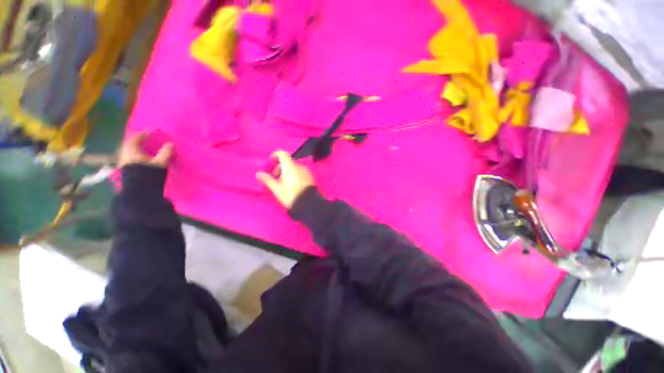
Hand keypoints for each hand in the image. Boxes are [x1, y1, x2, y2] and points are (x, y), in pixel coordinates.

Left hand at [118, 133, 173, 168]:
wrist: (138, 189)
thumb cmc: (147, 173)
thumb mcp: (159, 162)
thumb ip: (165, 152)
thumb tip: (170, 144)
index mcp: (131, 148)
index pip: (137, 137)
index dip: (145, 133)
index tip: (152, 131)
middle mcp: (125, 153)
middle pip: (132, 144)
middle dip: (140, 142)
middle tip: (149, 140)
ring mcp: (123, 161)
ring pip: (131, 152)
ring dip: (138, 150)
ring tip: (147, 150)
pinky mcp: (125, 169)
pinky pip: (131, 158)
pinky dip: (137, 156)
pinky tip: (143, 159)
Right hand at [257, 151, 314, 208]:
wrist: (308, 203)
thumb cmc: (290, 194)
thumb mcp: (277, 189)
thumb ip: (267, 180)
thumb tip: (258, 173)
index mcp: (290, 166)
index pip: (282, 153)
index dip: (275, 155)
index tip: (271, 161)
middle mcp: (299, 166)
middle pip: (287, 162)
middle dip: (279, 167)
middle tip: (275, 178)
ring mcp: (306, 171)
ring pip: (294, 167)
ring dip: (287, 171)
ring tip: (283, 183)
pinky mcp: (310, 177)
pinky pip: (300, 172)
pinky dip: (294, 174)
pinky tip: (292, 184)